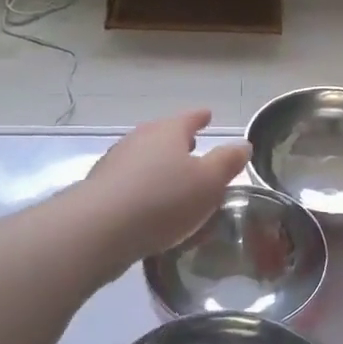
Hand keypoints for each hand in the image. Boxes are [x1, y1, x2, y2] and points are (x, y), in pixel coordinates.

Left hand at [83, 110, 250, 261]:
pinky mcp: (100, 189)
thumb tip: (243, 144)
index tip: (208, 115)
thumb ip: (227, 162)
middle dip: (178, 141)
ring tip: (172, 179)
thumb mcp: (209, 182)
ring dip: (158, 165)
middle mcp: (139, 140)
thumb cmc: (163, 199)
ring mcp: (115, 163)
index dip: (200, 117)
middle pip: (162, 135)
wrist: (100, 229)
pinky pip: (129, 182)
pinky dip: (142, 186)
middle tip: (192, 147)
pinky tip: (148, 204)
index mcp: (167, 132)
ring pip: (143, 158)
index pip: (189, 118)